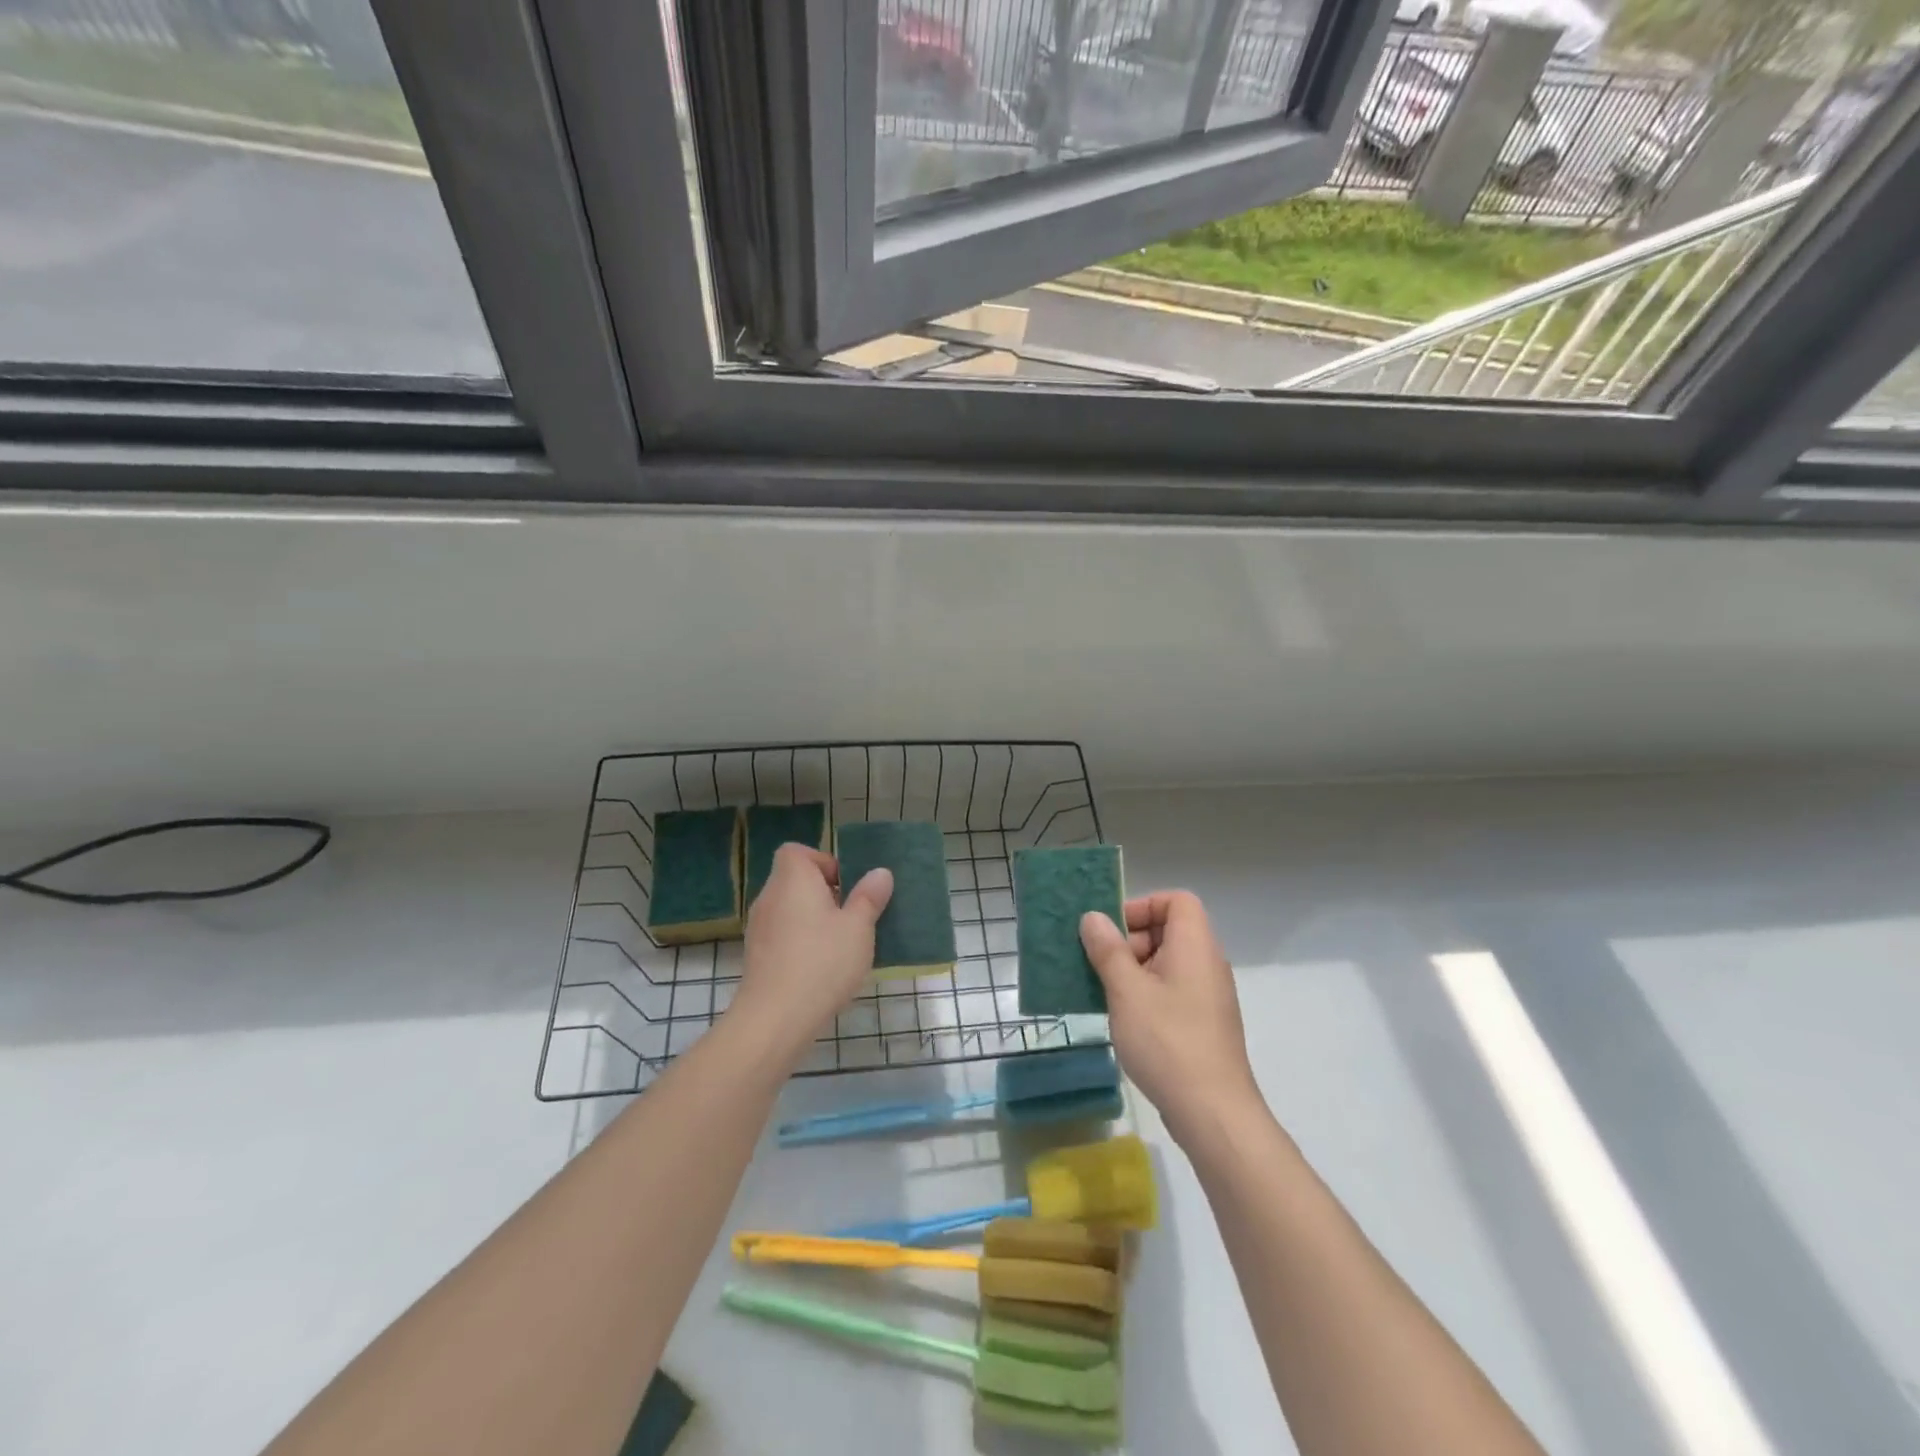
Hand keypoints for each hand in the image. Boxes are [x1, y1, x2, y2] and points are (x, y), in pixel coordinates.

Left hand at [731, 844, 892, 1053]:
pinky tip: (820, 967)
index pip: (797, 852)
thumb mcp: (858, 928)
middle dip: (823, 893)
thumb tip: (880, 873)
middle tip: (851, 916)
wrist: (775, 1019)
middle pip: (794, 880)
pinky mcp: (756, 956)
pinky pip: (782, 934)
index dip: (822, 862)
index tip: (845, 886)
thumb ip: (869, 897)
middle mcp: (770, 896)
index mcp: (793, 879)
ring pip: (789, 909)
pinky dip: (799, 941)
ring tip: (840, 944)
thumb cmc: (822, 963)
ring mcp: (758, 928)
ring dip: (812, 919)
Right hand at [1080, 891, 1261, 1145]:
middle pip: (1169, 930)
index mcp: (1194, 945)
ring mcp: (1208, 996)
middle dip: (1131, 940)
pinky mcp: (1204, 1024)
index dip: (1143, 905)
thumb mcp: (1126, 990)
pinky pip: (1172, 991)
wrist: (1213, 1113)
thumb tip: (1094, 918)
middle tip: (1100, 964)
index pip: (1176, 901)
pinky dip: (1146, 994)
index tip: (1112, 930)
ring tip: (1104, 993)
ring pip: (1167, 964)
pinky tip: (1123, 1019)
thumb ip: (1108, 950)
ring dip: (1133, 970)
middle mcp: (1207, 963)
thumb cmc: (1167, 1040)